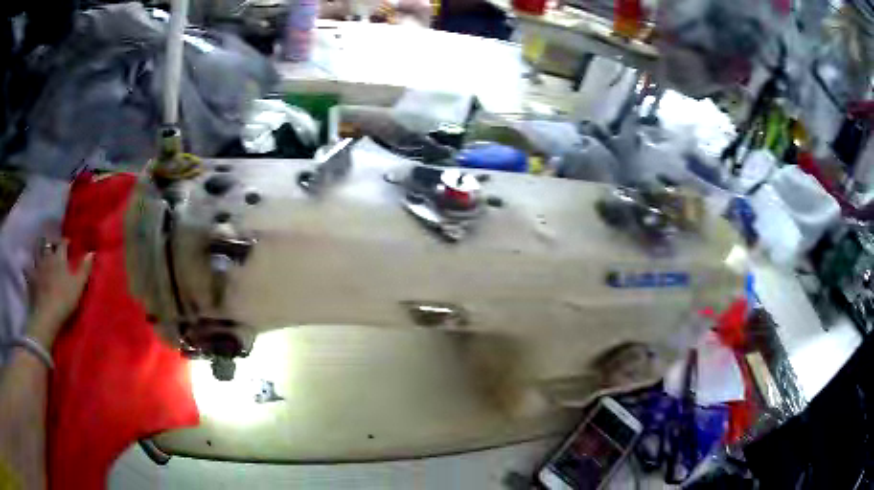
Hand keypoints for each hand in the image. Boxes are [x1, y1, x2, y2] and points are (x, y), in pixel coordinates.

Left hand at [27, 240, 93, 347]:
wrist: (46, 317)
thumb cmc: (64, 300)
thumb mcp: (78, 286)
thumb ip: (84, 269)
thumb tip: (92, 252)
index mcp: (59, 258)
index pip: (62, 243)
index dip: (66, 242)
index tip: (69, 244)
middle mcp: (47, 257)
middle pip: (47, 243)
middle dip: (49, 242)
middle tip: (52, 245)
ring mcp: (37, 268)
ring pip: (36, 252)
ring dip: (38, 250)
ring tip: (39, 252)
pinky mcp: (30, 280)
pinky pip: (26, 269)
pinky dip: (27, 267)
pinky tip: (26, 267)